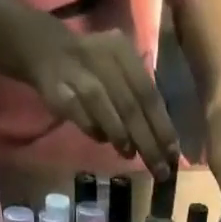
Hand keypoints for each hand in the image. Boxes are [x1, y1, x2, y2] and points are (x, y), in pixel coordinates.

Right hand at [19, 19, 179, 178]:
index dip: (162, 126)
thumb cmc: (93, 71)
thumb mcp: (121, 76)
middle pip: (130, 105)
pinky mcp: (60, 89)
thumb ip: (139, 102)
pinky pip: (80, 114)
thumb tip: (162, 143)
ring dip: (120, 135)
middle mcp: (104, 58)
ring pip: (104, 106)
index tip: (173, 155)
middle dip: (148, 141)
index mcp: (123, 53)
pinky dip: (94, 130)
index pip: (148, 93)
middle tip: (159, 169)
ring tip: (129, 155)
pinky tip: (102, 139)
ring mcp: (80, 72)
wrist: (47, 52)